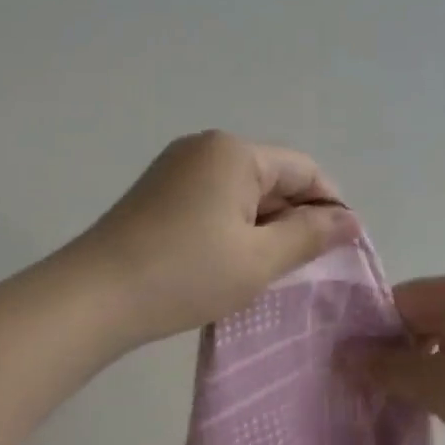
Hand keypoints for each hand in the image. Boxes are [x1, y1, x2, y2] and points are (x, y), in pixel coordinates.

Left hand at [73, 131, 360, 347]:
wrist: (95, 297)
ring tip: (267, 270)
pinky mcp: (157, 192)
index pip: (304, 169)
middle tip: (303, 268)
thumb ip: (310, 235)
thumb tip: (350, 220)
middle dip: (294, 218)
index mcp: (234, 152)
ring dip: (263, 226)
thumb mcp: (259, 259)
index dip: (330, 206)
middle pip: (272, 177)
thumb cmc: (186, 274)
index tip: (341, 249)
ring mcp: (176, 168)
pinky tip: (229, 262)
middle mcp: (205, 147)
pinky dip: (232, 227)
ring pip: (242, 192)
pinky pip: (213, 201)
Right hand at [345, 270, 444, 444]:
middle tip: (379, 388)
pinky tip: (444, 396)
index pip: (399, 300)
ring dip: (422, 361)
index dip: (374, 334)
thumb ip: (382, 366)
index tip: (358, 369)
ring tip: (409, 397)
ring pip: (442, 332)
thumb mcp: (431, 384)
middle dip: (398, 349)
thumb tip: (340, 354)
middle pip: (420, 314)